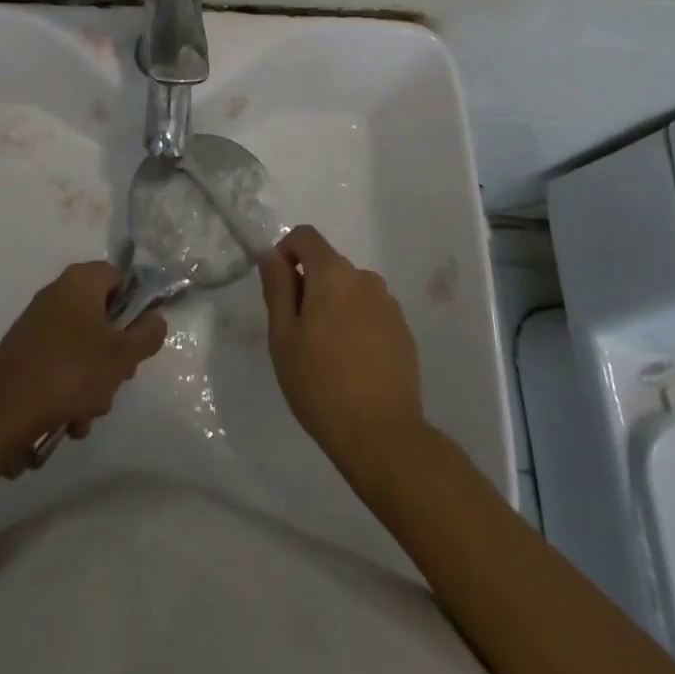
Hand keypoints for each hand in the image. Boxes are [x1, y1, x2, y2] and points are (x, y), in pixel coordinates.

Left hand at [0, 261, 166, 443]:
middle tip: (118, 379)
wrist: (3, 410)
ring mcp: (38, 325)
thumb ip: (148, 335)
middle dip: (114, 355)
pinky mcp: (24, 355)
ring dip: (93, 383)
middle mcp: (57, 294)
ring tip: (88, 413)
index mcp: (80, 281)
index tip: (138, 339)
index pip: (119, 279)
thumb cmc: (71, 370)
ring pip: (82, 349)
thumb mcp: (122, 355)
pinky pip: (60, 367)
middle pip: (102, 318)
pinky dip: (69, 392)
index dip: (134, 307)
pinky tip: (70, 422)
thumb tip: (155, 320)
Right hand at [259, 226, 426, 474]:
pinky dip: (355, 325)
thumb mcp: (284, 336)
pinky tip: (352, 366)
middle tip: (297, 335)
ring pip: (350, 291)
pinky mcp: (403, 331)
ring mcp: (389, 305)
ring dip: (333, 307)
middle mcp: (365, 278)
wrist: (383, 437)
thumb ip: (277, 287)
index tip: (277, 289)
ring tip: (326, 355)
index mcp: (334, 273)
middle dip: (309, 287)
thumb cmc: (321, 384)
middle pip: (328, 265)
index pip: (305, 236)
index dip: (285, 252)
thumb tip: (271, 253)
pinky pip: (370, 313)